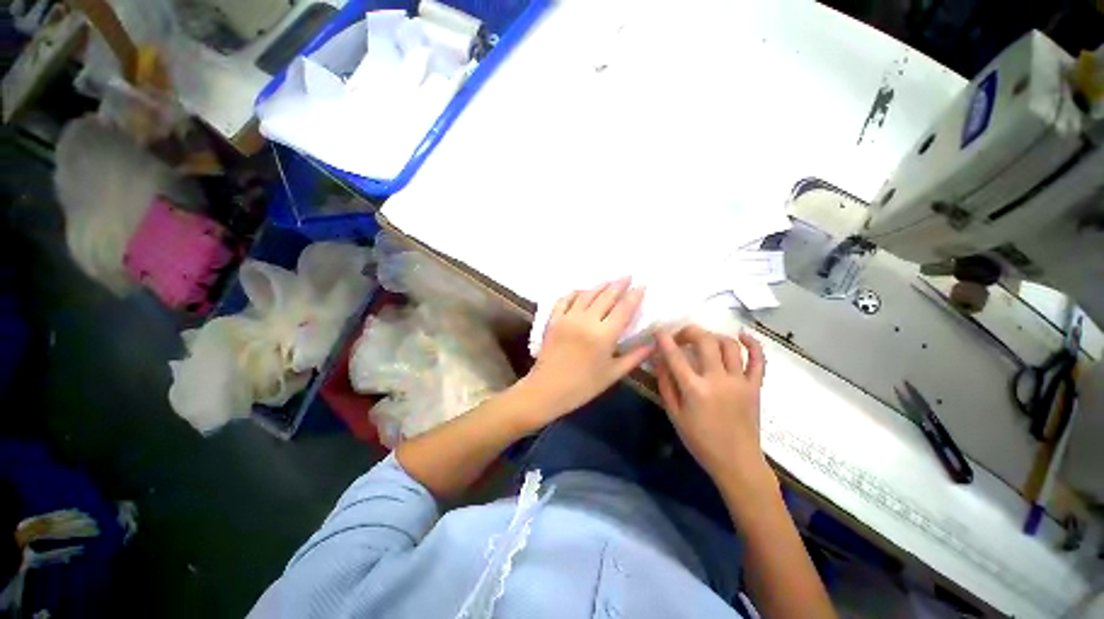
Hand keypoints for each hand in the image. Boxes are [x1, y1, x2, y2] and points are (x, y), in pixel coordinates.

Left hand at [521, 279, 651, 424]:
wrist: (547, 389)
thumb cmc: (583, 386)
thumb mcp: (612, 374)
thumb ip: (634, 357)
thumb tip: (653, 343)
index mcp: (604, 335)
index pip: (623, 309)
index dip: (634, 296)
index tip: (642, 285)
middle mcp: (587, 320)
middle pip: (606, 296)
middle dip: (619, 284)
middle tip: (628, 276)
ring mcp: (568, 317)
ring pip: (587, 294)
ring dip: (600, 285)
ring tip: (609, 280)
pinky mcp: (554, 319)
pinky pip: (565, 299)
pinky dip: (575, 292)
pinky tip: (582, 290)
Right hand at [654, 326, 774, 493]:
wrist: (737, 462)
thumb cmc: (700, 441)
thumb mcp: (674, 414)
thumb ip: (665, 384)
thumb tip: (659, 360)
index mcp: (694, 389)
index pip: (675, 356)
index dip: (664, 339)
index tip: (658, 330)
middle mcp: (718, 379)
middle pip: (705, 341)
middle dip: (689, 331)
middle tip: (681, 336)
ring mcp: (740, 381)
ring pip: (729, 345)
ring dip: (713, 336)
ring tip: (703, 340)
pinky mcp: (755, 386)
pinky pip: (759, 360)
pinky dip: (753, 344)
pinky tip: (741, 335)